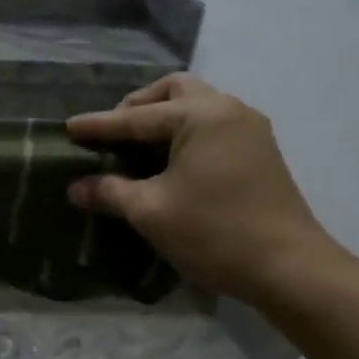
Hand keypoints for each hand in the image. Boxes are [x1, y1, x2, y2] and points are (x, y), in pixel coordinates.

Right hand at [67, 73, 340, 304]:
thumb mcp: (150, 212)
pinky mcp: (259, 151)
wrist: (289, 268)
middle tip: (112, 133)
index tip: (68, 129)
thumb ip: (109, 192)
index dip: (99, 126)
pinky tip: (168, 161)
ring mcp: (249, 129)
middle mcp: (228, 109)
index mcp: (200, 116)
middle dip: (138, 106)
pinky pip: (213, 124)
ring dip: (164, 117)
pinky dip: (185, 131)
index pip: (136, 117)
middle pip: (174, 90)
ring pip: (197, 104)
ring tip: (136, 146)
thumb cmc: (214, 233)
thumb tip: (76, 188)